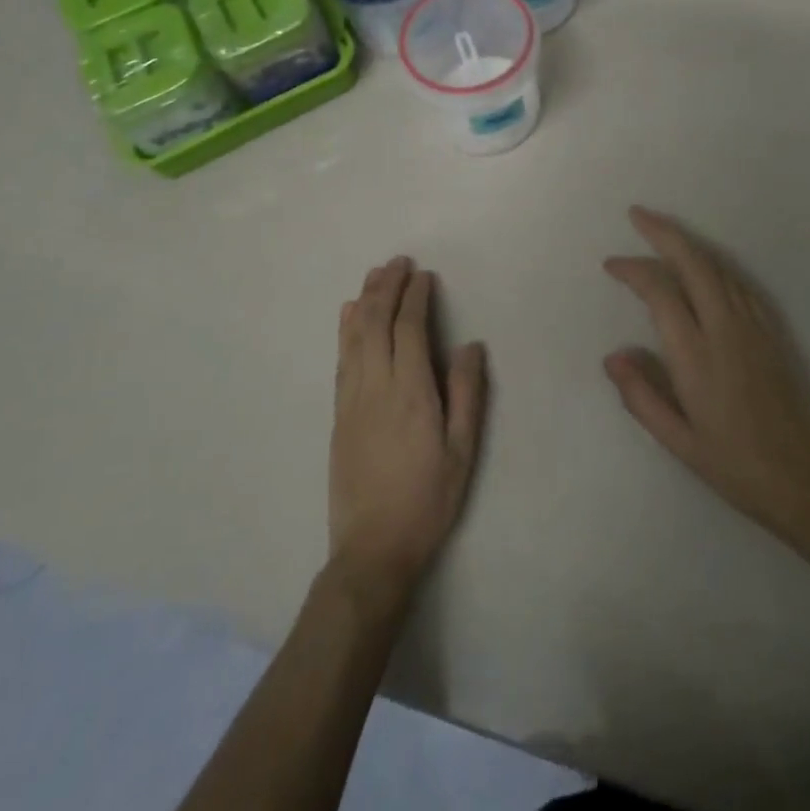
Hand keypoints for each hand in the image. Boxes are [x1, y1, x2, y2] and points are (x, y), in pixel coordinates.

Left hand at [328, 257, 486, 605]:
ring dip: (364, 300)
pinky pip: (341, 359)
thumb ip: (467, 393)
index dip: (415, 298)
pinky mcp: (338, 414)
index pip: (410, 330)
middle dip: (386, 287)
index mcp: (411, 392)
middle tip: (398, 261)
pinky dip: (345, 330)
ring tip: (375, 275)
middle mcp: (376, 386)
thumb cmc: (428, 499)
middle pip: (376, 323)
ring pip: (354, 337)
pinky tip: (349, 315)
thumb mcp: (462, 450)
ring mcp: (352, 399)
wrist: (372, 549)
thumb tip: (470, 344)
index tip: (424, 275)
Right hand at [604, 207, 809, 548]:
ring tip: (663, 232)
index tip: (612, 265)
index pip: (661, 291)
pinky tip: (705, 266)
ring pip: (718, 267)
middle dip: (663, 232)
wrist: (806, 478)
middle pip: (693, 262)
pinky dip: (714, 265)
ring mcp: (753, 326)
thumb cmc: (734, 464)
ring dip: (689, 243)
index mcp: (696, 355)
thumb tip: (613, 356)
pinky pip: (739, 283)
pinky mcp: (771, 331)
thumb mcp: (678, 442)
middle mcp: (725, 328)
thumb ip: (641, 396)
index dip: (634, 270)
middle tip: (637, 214)